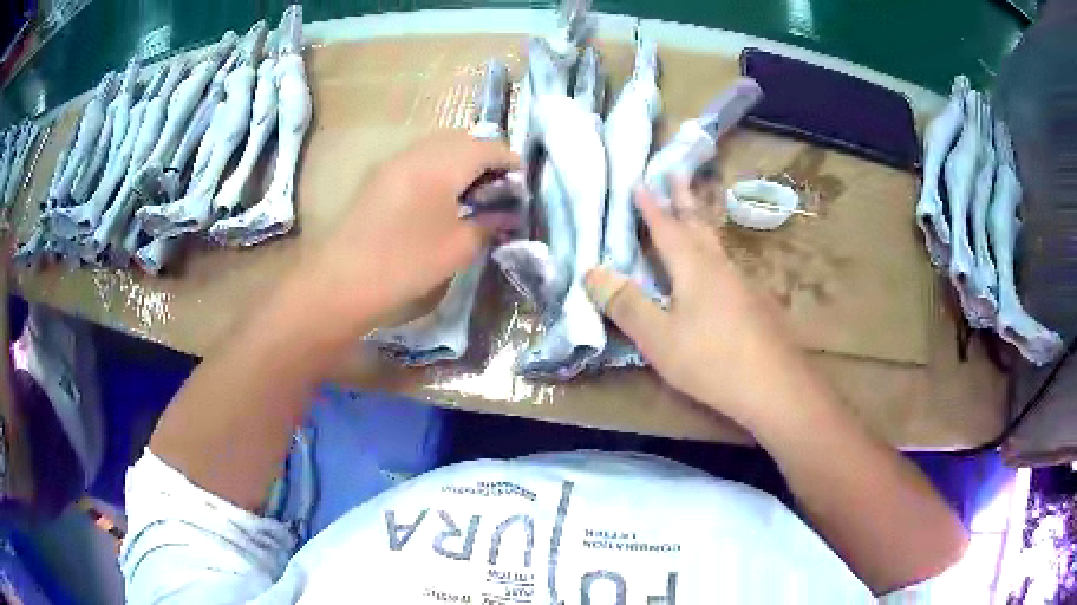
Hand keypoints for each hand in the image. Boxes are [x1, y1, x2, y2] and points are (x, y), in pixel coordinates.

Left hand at [315, 131, 518, 320]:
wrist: (342, 280)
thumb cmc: (406, 264)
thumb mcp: (458, 248)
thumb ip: (488, 224)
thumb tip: (506, 214)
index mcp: (443, 164)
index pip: (488, 148)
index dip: (510, 161)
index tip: (522, 181)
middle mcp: (419, 152)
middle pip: (462, 139)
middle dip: (485, 155)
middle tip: (497, 186)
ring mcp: (394, 160)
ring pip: (437, 145)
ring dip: (459, 159)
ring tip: (470, 191)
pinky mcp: (378, 175)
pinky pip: (417, 157)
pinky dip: (437, 166)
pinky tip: (439, 196)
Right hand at [584, 179, 803, 424]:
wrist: (774, 386)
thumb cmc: (711, 360)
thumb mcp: (658, 337)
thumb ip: (625, 304)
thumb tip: (590, 271)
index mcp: (693, 267)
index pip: (667, 227)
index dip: (651, 206)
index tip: (640, 182)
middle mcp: (719, 266)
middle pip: (698, 224)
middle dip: (684, 199)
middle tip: (676, 174)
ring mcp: (741, 284)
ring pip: (715, 243)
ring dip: (701, 222)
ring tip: (693, 213)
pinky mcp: (754, 304)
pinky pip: (726, 265)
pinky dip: (713, 252)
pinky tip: (716, 268)